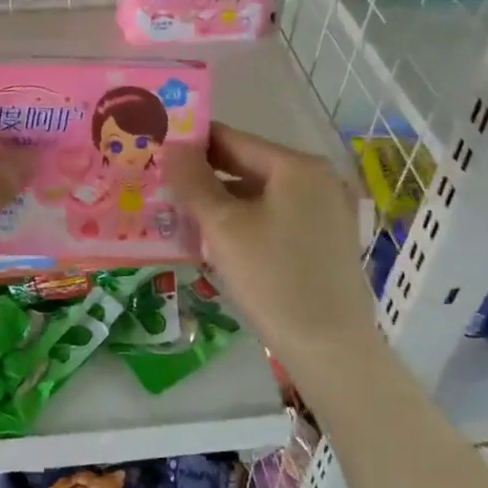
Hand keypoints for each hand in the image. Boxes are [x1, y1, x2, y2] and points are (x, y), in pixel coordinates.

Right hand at [166, 123, 382, 385]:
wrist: (329, 348)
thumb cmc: (273, 278)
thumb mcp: (223, 227)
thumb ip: (193, 181)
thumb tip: (172, 145)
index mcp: (298, 167)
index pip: (233, 139)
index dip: (193, 143)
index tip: (157, 148)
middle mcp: (319, 180)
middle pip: (249, 166)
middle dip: (205, 175)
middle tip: (162, 183)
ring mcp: (327, 211)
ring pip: (261, 195)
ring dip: (222, 202)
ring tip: (181, 213)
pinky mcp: (326, 241)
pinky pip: (276, 217)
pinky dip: (246, 221)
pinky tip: (217, 239)